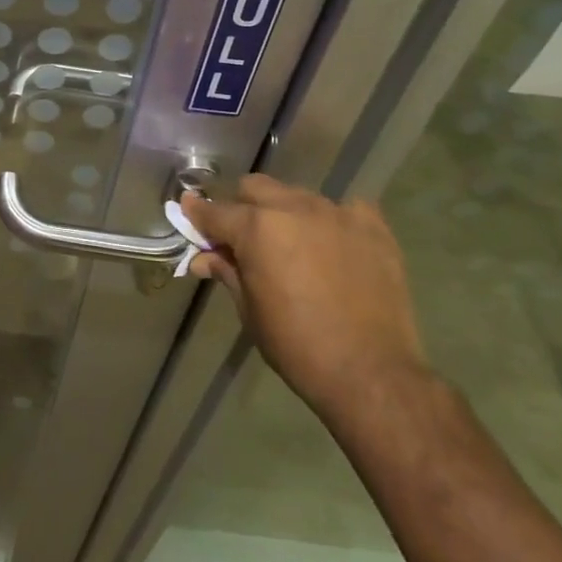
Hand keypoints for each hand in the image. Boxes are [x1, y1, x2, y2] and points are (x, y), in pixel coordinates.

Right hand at [183, 176, 429, 416]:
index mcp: (257, 229)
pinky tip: (334, 246)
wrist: (371, 373)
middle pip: (255, 188)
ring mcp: (337, 213)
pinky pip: (345, 208)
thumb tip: (205, 258)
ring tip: (292, 246)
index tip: (188, 211)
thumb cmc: (297, 346)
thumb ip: (227, 272)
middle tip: (243, 239)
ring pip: (297, 195)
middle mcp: (294, 208)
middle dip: (241, 208)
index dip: (197, 213)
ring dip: (284, 213)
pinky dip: (331, 221)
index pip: (215, 211)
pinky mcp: (373, 226)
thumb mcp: (250, 310)